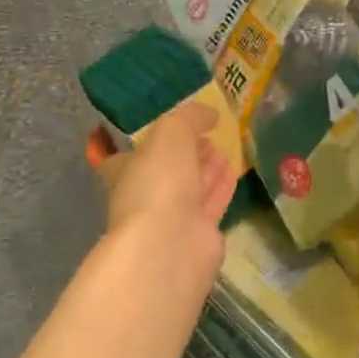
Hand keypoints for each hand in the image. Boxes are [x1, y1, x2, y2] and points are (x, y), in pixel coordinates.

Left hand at [99, 101, 236, 267]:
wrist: (170, 243)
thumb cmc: (159, 179)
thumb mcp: (172, 131)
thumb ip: (190, 116)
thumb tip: (210, 113)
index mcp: (124, 172)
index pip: (130, 156)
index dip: (150, 142)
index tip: (174, 128)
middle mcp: (144, 196)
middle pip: (166, 171)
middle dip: (186, 153)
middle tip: (208, 135)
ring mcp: (170, 220)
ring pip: (190, 188)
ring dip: (206, 169)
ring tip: (224, 149)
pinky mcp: (197, 237)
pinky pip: (210, 205)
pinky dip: (221, 187)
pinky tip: (234, 171)